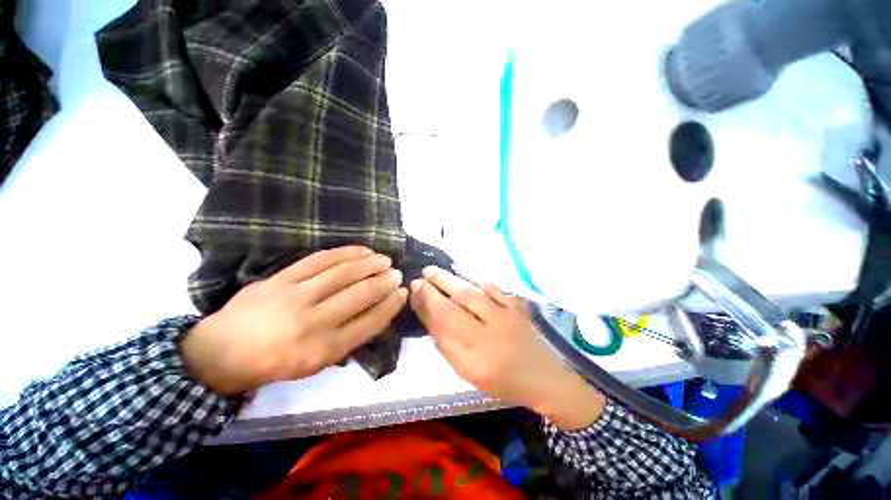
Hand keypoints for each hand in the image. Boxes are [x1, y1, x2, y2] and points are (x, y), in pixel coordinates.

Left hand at [181, 246, 406, 395]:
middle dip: (384, 281)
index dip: (391, 305)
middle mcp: (314, 322)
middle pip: (360, 294)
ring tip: (384, 259)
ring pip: (343, 273)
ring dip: (370, 263)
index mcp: (324, 350)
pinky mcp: (282, 278)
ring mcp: (296, 296)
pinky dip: (346, 252)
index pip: (370, 322)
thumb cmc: (276, 363)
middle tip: (397, 273)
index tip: (403, 293)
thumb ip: (349, 339)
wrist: (222, 352)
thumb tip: (376, 312)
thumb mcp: (316, 364)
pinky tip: (361, 250)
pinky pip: (320, 259)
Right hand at [409, 267, 605, 430]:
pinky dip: (474, 279)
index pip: (444, 326)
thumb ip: (447, 346)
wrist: (542, 377)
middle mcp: (491, 336)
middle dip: (434, 289)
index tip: (414, 291)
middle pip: (456, 307)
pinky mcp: (517, 307)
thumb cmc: (501, 381)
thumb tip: (428, 315)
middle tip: (420, 276)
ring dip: (450, 279)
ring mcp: (506, 318)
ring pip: (472, 293)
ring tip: (433, 271)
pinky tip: (461, 272)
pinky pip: (493, 288)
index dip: (426, 306)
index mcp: (476, 360)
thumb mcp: (468, 373)